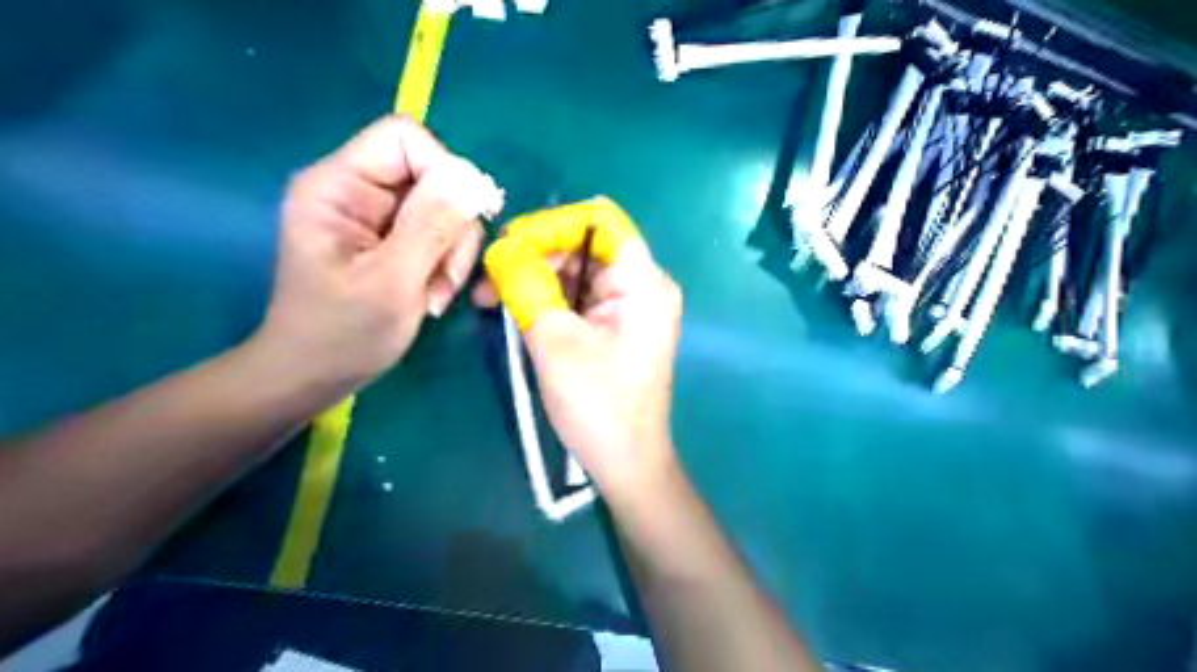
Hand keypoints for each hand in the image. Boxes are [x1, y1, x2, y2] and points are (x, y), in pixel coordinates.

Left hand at [260, 117, 499, 398]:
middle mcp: (356, 189)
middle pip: (432, 176)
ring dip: (452, 253)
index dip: (444, 171)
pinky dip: (446, 264)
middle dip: (451, 228)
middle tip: (446, 278)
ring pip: (443, 209)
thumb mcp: (392, 282)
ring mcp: (375, 215)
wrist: (314, 376)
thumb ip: (431, 227)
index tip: (464, 221)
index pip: (404, 139)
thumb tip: (473, 179)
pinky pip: (438, 233)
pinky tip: (431, 295)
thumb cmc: (342, 335)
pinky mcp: (390, 238)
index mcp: (337, 186)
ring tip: (435, 295)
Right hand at [474, 198, 680, 501]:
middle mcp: (642, 285)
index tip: (511, 246)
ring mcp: (630, 306)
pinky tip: (515, 311)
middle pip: (585, 244)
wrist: (625, 461)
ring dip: (534, 278)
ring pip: (577, 270)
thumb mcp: (555, 341)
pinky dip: (547, 298)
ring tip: (490, 299)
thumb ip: (527, 285)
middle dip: (535, 254)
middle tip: (489, 280)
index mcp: (642, 281)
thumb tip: (501, 248)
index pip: (600, 219)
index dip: (553, 224)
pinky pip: (579, 296)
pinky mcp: (616, 325)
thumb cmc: (597, 405)